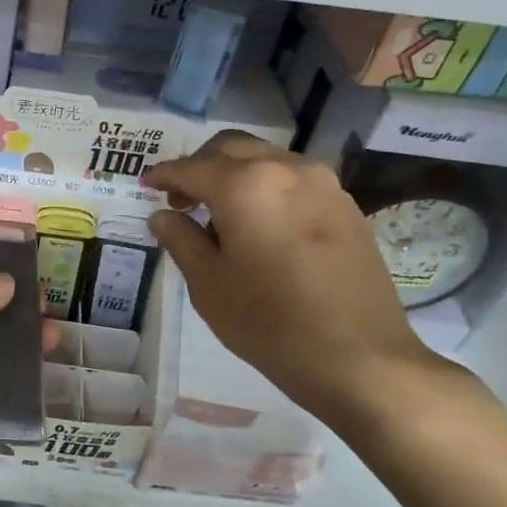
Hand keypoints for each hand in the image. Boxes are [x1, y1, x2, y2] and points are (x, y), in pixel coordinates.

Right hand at [143, 131, 454, 432]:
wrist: (360, 357)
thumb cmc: (270, 323)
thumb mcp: (208, 286)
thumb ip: (181, 240)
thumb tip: (162, 216)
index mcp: (245, 185)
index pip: (191, 168)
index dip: (164, 175)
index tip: (146, 185)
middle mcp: (285, 168)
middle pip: (230, 148)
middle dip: (199, 166)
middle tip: (181, 199)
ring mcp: (322, 183)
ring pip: (265, 159)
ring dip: (235, 174)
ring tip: (220, 215)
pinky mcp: (345, 204)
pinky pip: (293, 179)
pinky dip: (266, 188)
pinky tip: (260, 225)